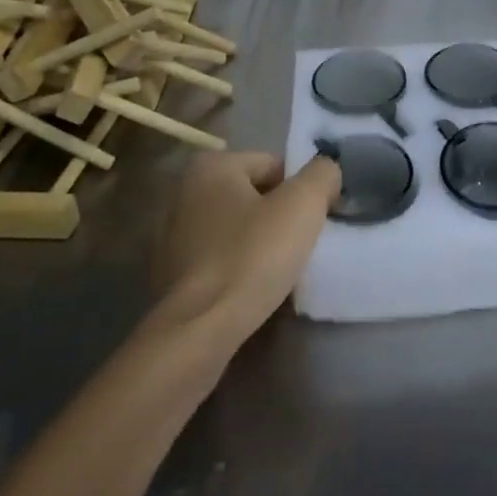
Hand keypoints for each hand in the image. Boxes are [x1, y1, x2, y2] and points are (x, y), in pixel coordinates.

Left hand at [152, 152, 340, 338]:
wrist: (200, 330)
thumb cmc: (252, 256)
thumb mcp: (302, 205)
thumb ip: (322, 174)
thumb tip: (326, 170)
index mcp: (212, 167)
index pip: (274, 165)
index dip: (300, 190)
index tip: (312, 220)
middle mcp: (185, 192)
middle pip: (254, 195)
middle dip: (278, 215)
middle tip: (300, 243)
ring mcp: (173, 235)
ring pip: (236, 228)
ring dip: (258, 242)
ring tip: (279, 269)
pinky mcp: (170, 274)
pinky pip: (219, 258)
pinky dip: (238, 266)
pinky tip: (252, 287)